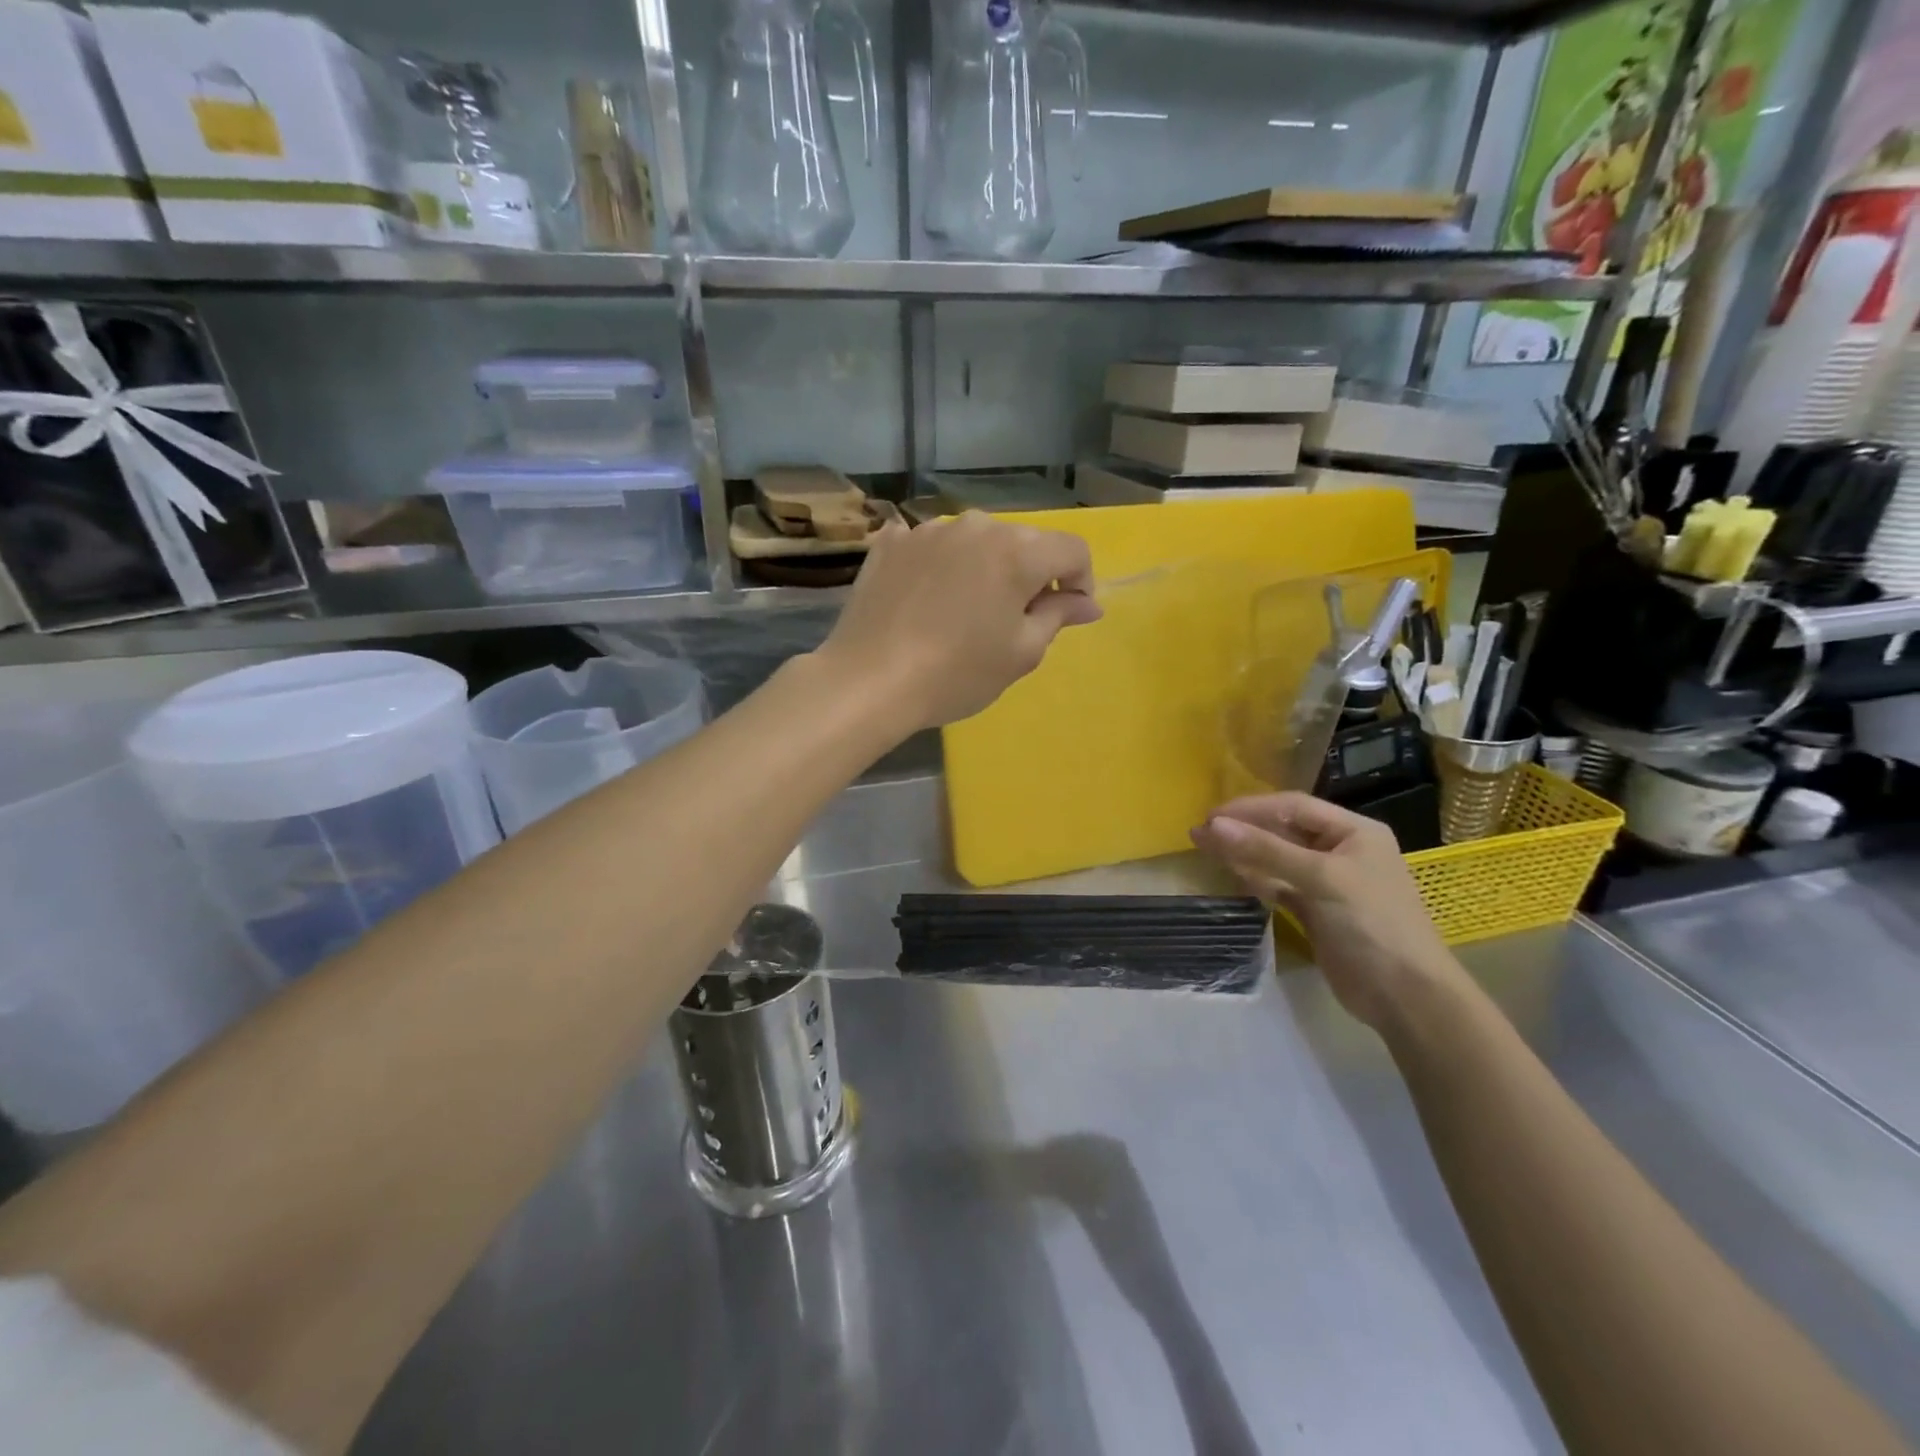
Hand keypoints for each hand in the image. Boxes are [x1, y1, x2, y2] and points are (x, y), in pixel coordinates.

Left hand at [815, 512, 1101, 729]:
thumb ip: (1058, 616)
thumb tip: (1088, 602)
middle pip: (1023, 542)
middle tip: (1013, 620)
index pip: (1072, 549)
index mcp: (1017, 551)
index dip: (1080, 580)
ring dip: (984, 568)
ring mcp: (928, 530)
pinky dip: (940, 565)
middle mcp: (976, 526)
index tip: (1067, 613)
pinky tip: (927, 598)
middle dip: (1031, 574)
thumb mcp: (1021, 653)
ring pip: (976, 541)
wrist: (869, 680)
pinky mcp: (891, 542)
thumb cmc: (957, 673)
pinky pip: (931, 546)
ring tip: (965, 611)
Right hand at [1190, 793, 1464, 1033]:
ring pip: (1278, 858)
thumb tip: (1212, 825)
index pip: (1293, 806)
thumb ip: (1266, 850)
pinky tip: (1233, 875)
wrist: (1406, 996)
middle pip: (1283, 830)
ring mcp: (1329, 882)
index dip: (1251, 808)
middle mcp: (1341, 850)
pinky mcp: (1316, 911)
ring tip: (1205, 848)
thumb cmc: (1372, 924)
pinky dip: (1256, 879)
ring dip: (1245, 853)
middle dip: (1243, 829)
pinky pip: (1279, 886)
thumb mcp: (1322, 879)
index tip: (1211, 816)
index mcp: (1354, 831)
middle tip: (1200, 832)